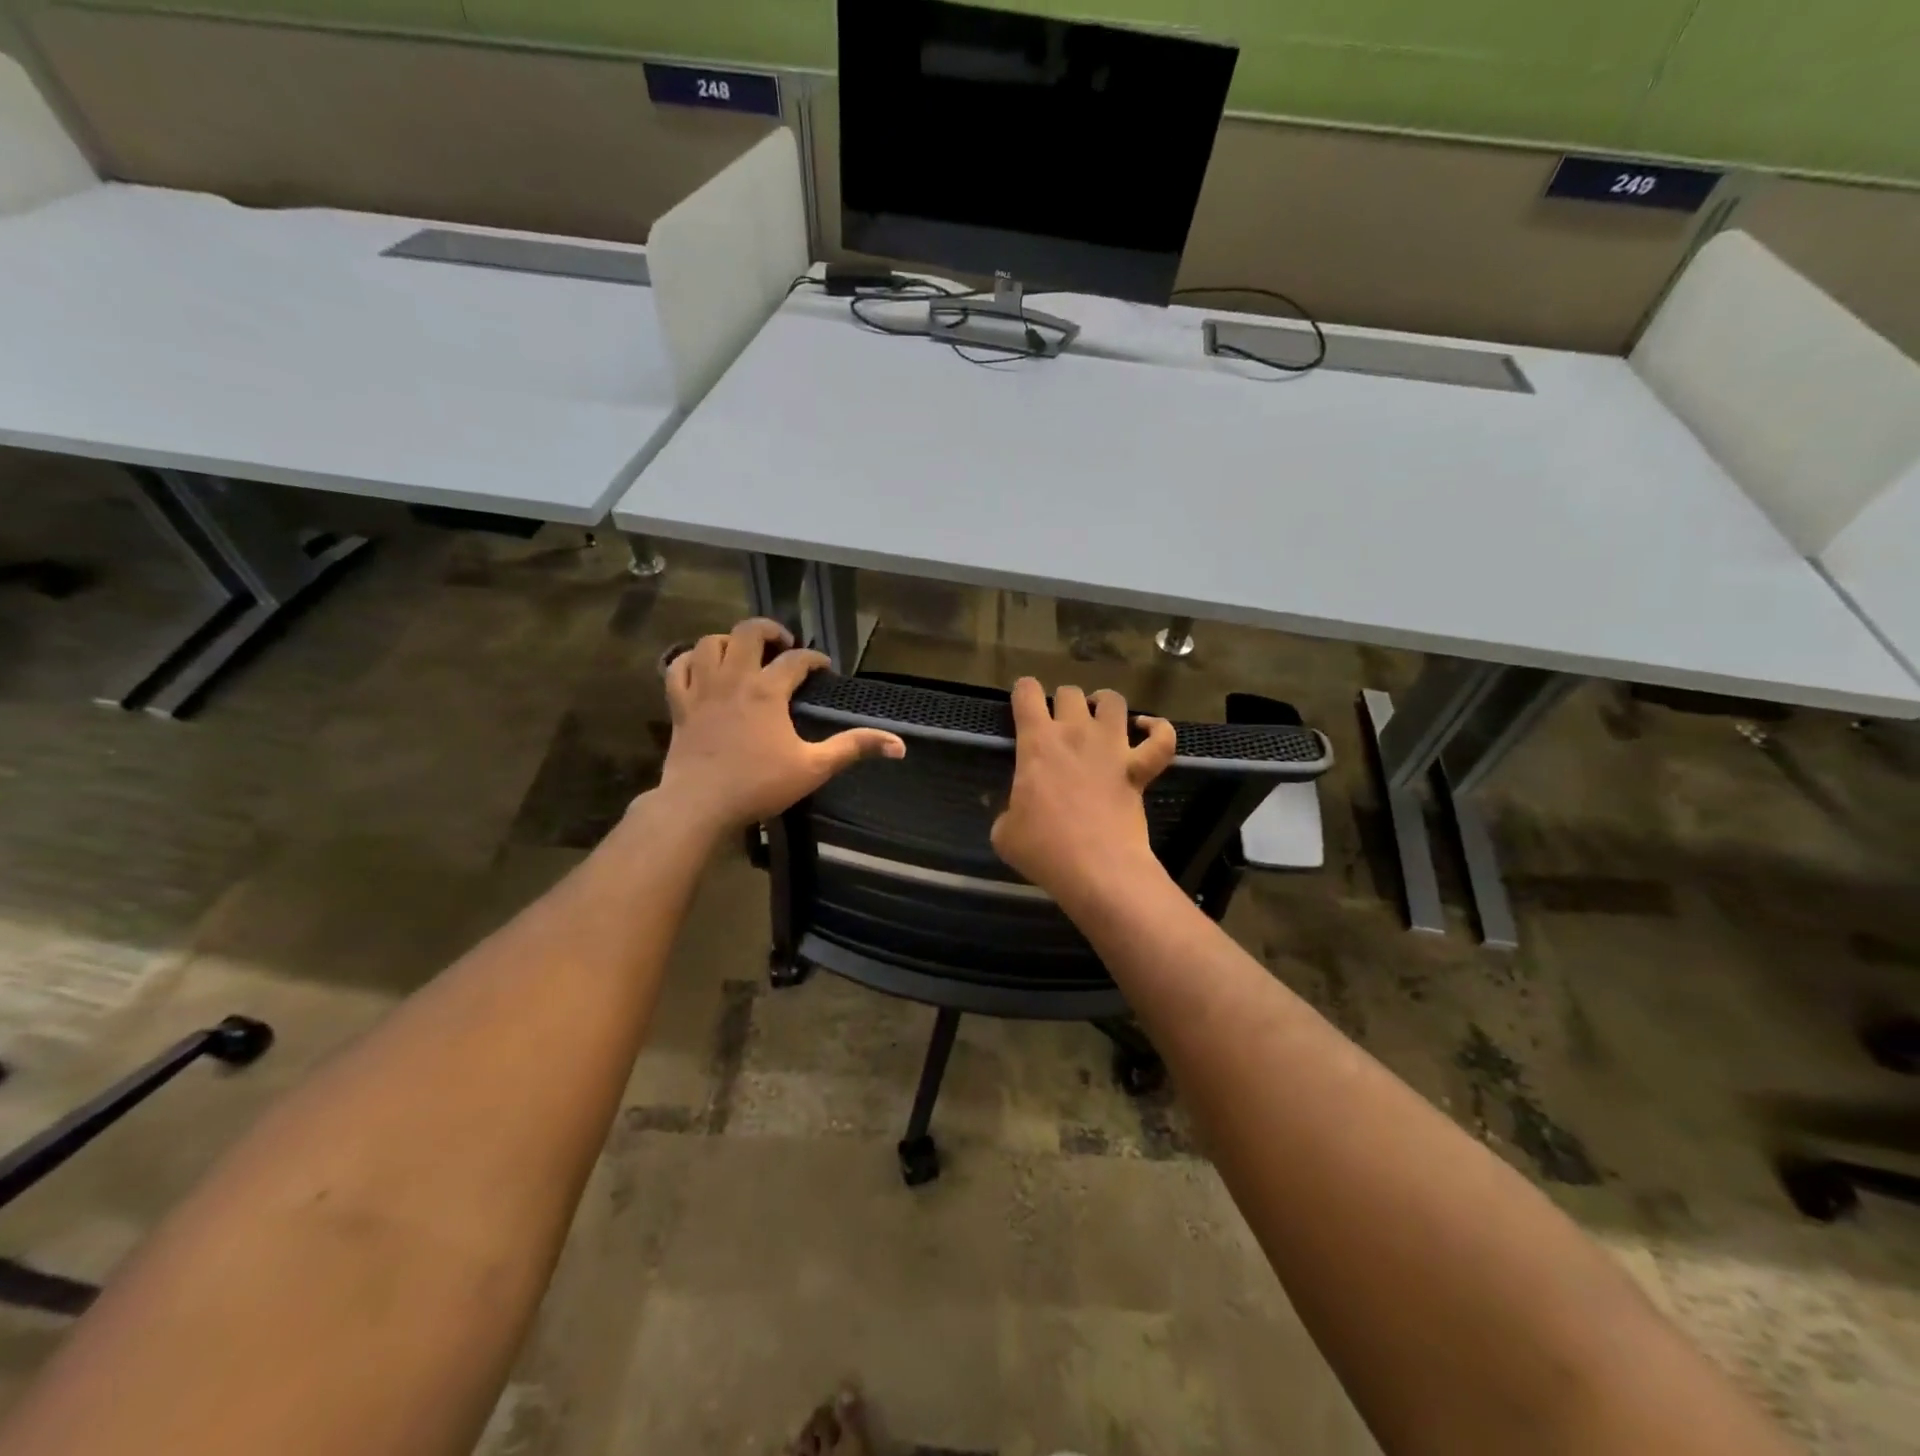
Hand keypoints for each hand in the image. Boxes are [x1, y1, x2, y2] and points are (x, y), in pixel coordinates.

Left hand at [655, 619, 904, 832]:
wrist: (698, 805)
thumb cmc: (758, 784)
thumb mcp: (814, 767)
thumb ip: (853, 748)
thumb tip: (899, 744)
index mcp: (768, 690)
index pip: (797, 659)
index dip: (814, 658)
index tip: (824, 669)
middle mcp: (734, 678)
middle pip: (748, 632)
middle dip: (770, 630)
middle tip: (783, 645)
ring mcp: (702, 688)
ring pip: (710, 642)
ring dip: (729, 641)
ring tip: (744, 654)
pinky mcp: (679, 704)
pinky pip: (678, 667)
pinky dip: (690, 661)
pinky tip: (702, 668)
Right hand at [990, 679, 1176, 907]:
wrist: (1097, 868)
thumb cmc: (1044, 848)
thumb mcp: (1004, 832)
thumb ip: (1007, 811)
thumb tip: (1015, 813)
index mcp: (1037, 742)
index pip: (1026, 693)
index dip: (1023, 692)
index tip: (1022, 704)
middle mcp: (1075, 733)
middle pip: (1069, 692)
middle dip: (1061, 702)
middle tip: (1058, 725)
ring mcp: (1113, 747)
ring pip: (1113, 701)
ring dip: (1103, 704)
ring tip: (1098, 717)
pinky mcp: (1140, 768)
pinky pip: (1161, 738)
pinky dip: (1157, 729)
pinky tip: (1146, 728)